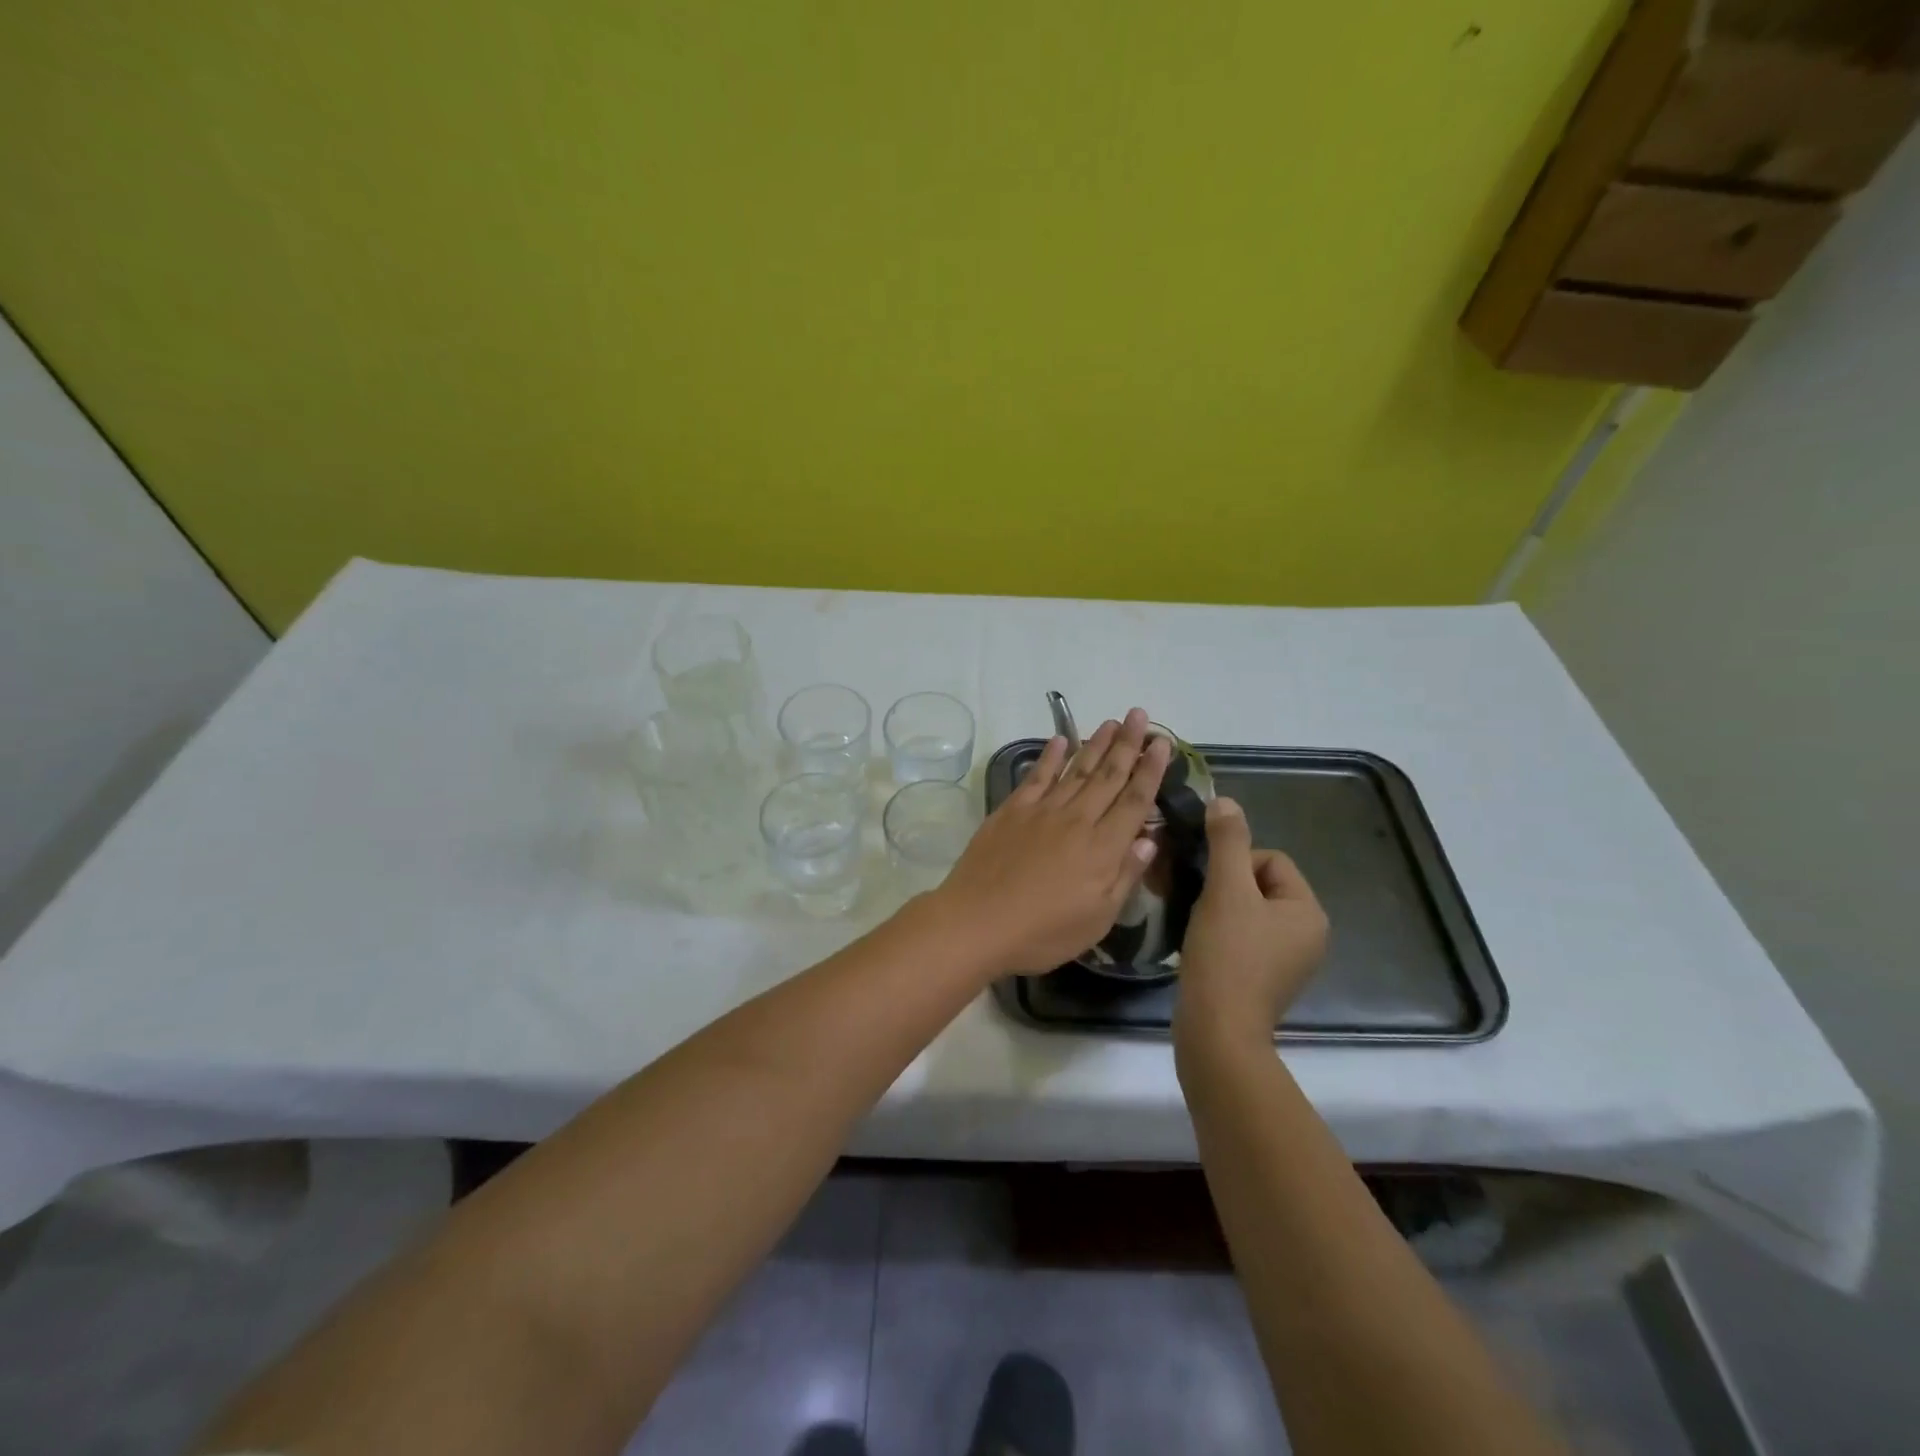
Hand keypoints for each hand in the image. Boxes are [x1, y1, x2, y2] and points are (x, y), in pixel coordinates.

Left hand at [930, 708, 1171, 975]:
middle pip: (1108, 775)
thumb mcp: (1097, 918)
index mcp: (1102, 847)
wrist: (977, 922)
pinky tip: (1059, 741)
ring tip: (1111, 722)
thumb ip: (1126, 875)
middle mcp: (1076, 819)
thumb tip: (1149, 838)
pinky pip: (1036, 776)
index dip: (1151, 770)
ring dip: (1095, 744)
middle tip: (1139, 714)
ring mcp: (1041, 811)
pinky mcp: (1011, 811)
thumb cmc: (1043, 932)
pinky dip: (1049, 756)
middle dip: (1128, 744)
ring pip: (1076, 769)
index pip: (1135, 800)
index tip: (1162, 742)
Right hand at [1174, 797, 1328, 1049]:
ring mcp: (1288, 961)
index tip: (1213, 888)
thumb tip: (1225, 800)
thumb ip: (1227, 842)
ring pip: (1248, 911)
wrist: (1216, 1031)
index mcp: (1309, 911)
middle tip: (1202, 906)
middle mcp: (1308, 935)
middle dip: (1226, 887)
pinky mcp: (1265, 980)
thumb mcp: (1225, 890)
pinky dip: (1222, 935)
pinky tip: (1203, 947)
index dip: (1235, 864)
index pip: (1271, 860)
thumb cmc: (1227, 955)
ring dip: (1220, 910)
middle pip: (1259, 884)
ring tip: (1199, 926)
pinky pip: (1244, 938)